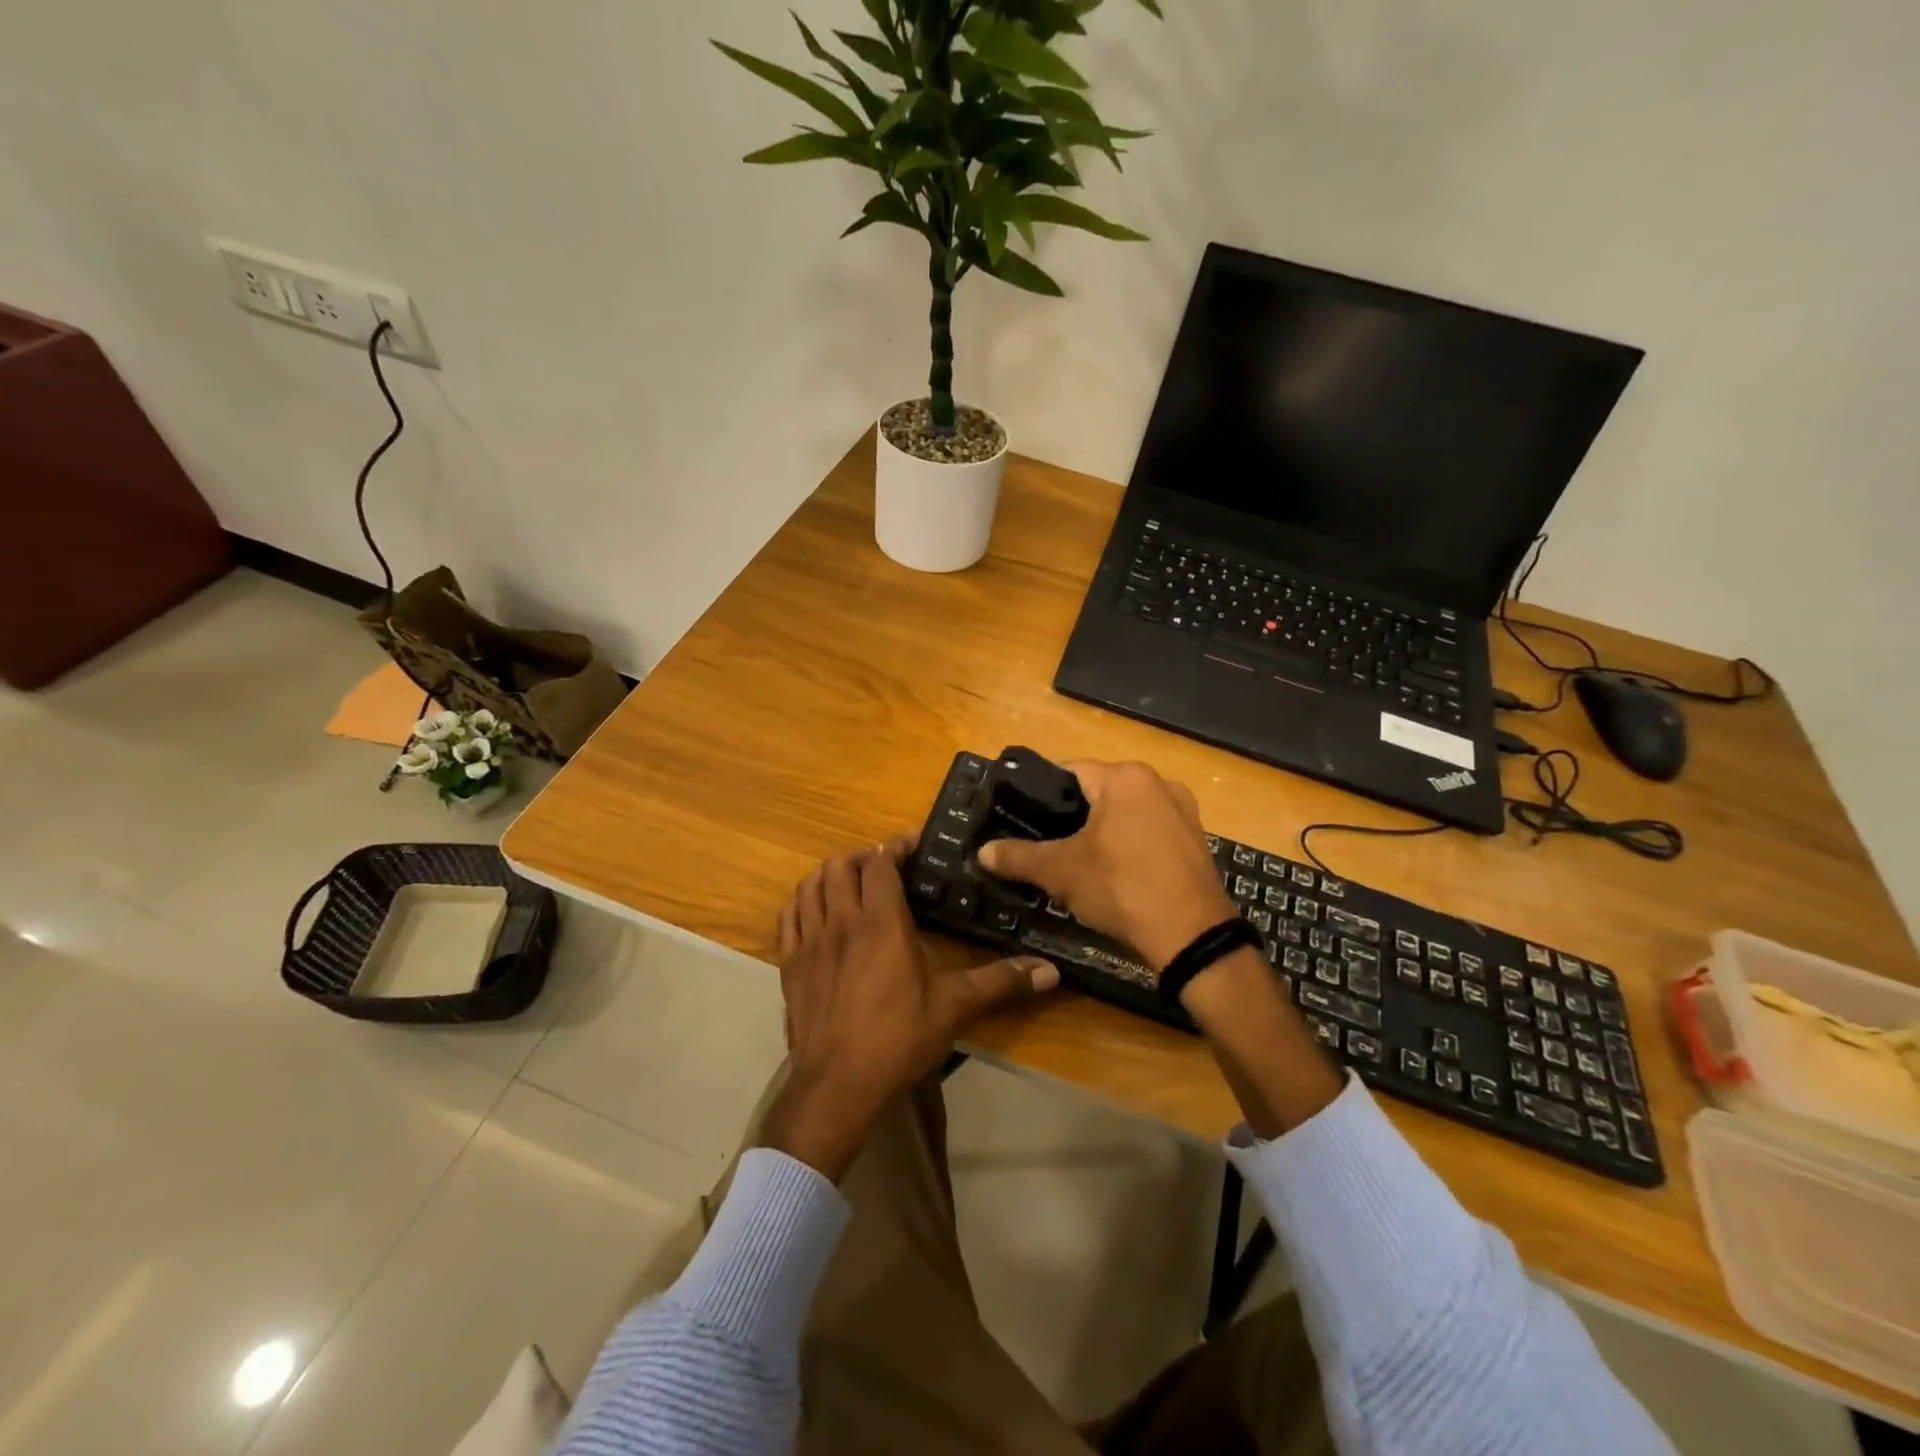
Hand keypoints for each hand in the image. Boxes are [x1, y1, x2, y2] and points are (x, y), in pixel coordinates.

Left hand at [762, 836, 1059, 1180]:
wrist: (838, 1085)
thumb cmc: (898, 1038)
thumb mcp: (954, 1007)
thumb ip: (1000, 982)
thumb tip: (1052, 971)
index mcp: (881, 921)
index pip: (880, 863)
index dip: (895, 847)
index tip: (912, 844)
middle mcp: (841, 920)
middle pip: (841, 866)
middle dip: (862, 857)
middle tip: (884, 868)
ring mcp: (810, 941)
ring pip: (810, 885)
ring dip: (829, 874)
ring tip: (849, 882)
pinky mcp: (789, 963)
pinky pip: (789, 915)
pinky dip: (802, 901)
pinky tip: (814, 909)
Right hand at [976, 760, 1235, 970]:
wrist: (1191, 935)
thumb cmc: (1121, 887)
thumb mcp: (1060, 872)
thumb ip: (1018, 857)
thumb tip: (982, 852)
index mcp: (1125, 777)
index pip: (1070, 771)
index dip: (1043, 794)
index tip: (1025, 818)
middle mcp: (1159, 782)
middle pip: (1100, 791)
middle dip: (1074, 816)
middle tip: (1049, 846)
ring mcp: (1184, 811)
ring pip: (1128, 813)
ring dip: (1105, 832)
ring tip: (1082, 863)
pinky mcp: (1197, 840)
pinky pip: (1152, 832)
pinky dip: (1132, 846)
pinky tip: (1120, 875)